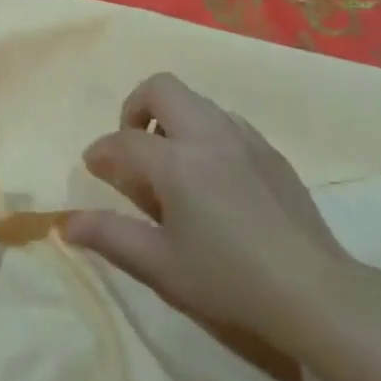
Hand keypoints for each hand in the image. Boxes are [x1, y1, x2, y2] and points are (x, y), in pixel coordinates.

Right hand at [64, 73, 356, 356]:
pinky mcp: (269, 149)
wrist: (315, 293)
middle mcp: (207, 134)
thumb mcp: (161, 266)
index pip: (124, 140)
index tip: (94, 167)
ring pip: (195, 100)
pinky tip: (213, 175)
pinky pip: (225, 120)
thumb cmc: (230, 282)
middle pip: (161, 88)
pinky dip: (204, 131)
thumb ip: (111, 236)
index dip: (101, 152)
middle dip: (136, 107)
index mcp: (176, 161)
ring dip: (172, 117)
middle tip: (134, 147)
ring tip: (172, 163)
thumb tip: (66, 223)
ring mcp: (243, 136)